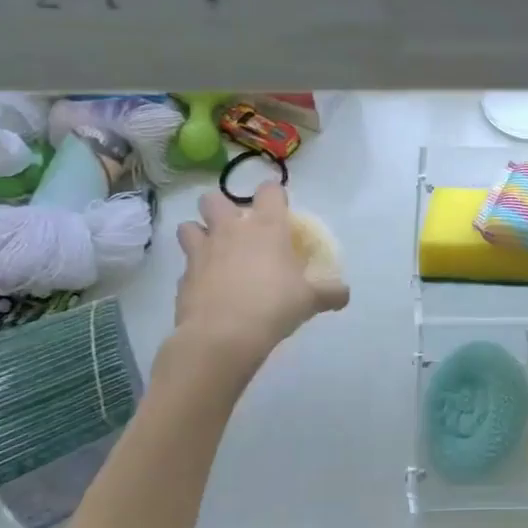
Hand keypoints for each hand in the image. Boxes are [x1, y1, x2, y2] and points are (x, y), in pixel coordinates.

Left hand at [171, 185, 349, 362]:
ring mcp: (202, 252)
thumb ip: (330, 293)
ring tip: (212, 251)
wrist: (223, 336)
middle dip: (221, 207)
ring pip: (187, 226)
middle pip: (213, 199)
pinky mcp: (183, 277)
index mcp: (266, 227)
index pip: (269, 191)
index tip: (279, 208)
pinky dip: (194, 273)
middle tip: (235, 228)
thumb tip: (344, 294)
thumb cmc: (274, 306)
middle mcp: (230, 230)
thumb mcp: (311, 300)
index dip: (274, 194)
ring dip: (198, 234)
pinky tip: (207, 288)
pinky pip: (185, 266)